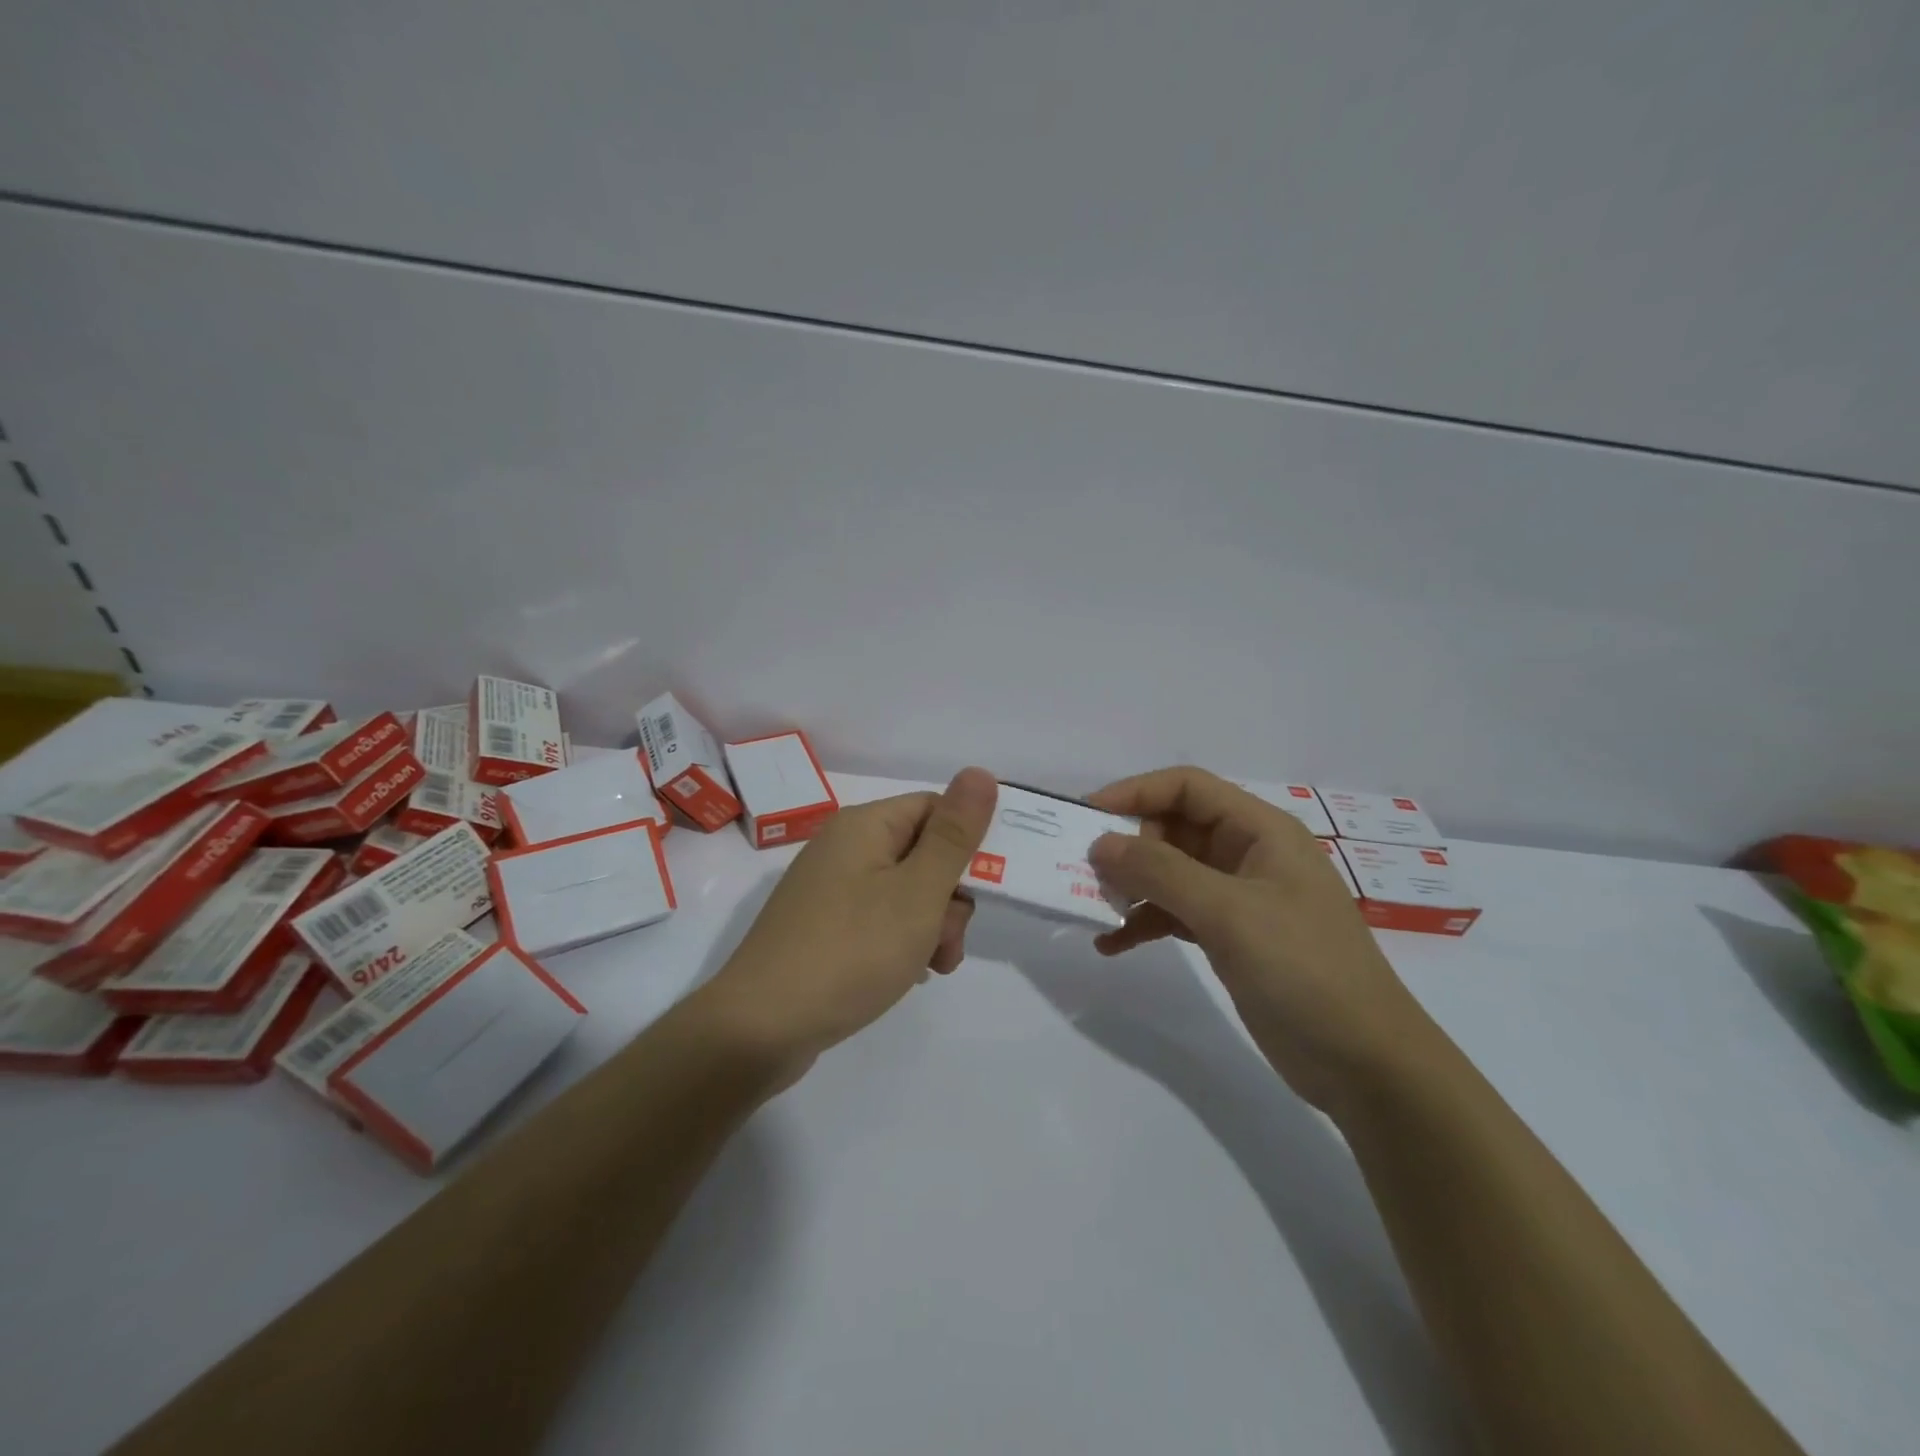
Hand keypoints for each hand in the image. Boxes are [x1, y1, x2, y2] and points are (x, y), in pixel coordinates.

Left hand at [696, 768, 997, 1082]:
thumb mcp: (917, 893)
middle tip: (948, 943)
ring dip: (929, 926)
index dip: (967, 844)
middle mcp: (844, 847)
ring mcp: (828, 888)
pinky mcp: (821, 926)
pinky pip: (877, 919)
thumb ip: (954, 835)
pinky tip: (905, 975)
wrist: (759, 1028)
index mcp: (865, 825)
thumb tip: (979, 772)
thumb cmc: (850, 952)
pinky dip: (900, 942)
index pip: (935, 809)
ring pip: (904, 892)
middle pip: (921, 853)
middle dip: (949, 898)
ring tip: (931, 968)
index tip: (987, 889)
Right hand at [1087, 767, 1430, 1110]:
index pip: (1187, 788)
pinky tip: (1111, 944)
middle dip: (1128, 845)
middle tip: (1084, 871)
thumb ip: (1160, 872)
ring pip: (1171, 873)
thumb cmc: (1303, 969)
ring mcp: (1240, 898)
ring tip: (1093, 906)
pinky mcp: (1231, 937)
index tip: (1086, 815)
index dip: (1135, 792)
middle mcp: (1248, 854)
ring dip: (1132, 886)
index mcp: (1261, 831)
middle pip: (1174, 828)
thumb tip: (1100, 843)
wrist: (1365, 1063)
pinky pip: (1176, 914)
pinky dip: (1144, 923)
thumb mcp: (1228, 913)